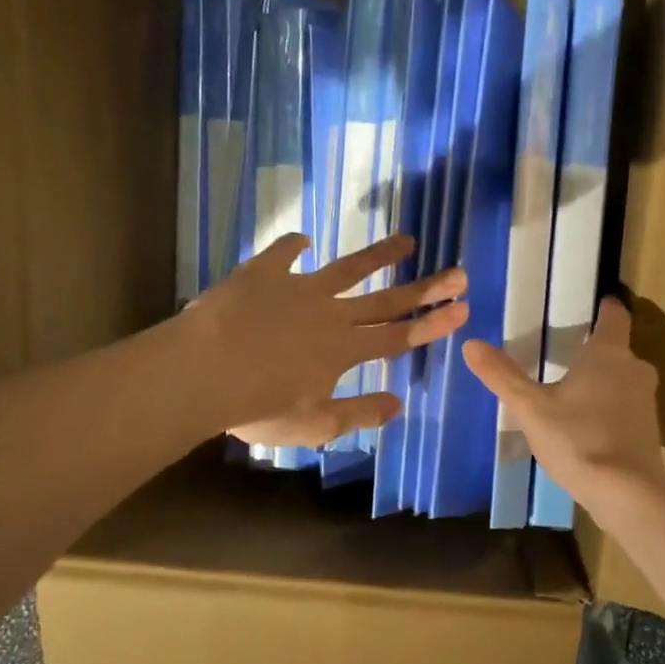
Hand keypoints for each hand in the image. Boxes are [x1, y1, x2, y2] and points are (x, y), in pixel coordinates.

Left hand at [187, 233, 468, 447]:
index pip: (398, 337)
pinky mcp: (262, 274)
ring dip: (378, 255)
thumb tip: (398, 404)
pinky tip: (305, 239)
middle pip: (386, 300)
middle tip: (458, 272)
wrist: (202, 371)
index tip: (463, 309)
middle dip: (425, 288)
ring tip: (406, 240)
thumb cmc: (258, 406)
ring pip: (347, 268)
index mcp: (344, 350)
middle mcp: (330, 314)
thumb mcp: (314, 425)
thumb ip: (358, 413)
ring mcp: (297, 288)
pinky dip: (295, 245)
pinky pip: (283, 253)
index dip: (432, 325)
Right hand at [461, 297, 664, 511]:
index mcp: (609, 352)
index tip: (590, 305)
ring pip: (622, 379)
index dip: (603, 307)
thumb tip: (471, 344)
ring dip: (601, 381)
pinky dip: (608, 408)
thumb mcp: (531, 408)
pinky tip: (585, 425)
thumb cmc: (577, 439)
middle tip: (563, 354)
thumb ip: (502, 376)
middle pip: (616, 349)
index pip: (614, 315)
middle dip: (593, 350)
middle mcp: (634, 368)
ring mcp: (646, 401)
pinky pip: (625, 406)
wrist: (627, 492)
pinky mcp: (649, 430)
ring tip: (570, 390)